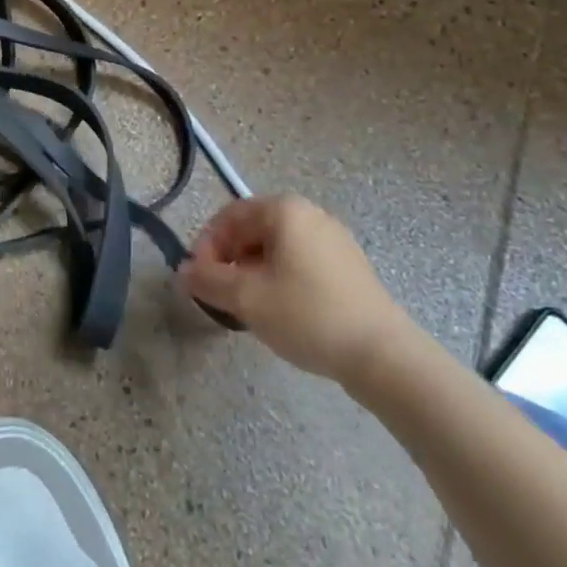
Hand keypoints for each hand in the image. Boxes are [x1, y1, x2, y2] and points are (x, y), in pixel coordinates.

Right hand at [181, 194, 414, 386]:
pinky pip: (301, 262)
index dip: (206, 245)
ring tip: (249, 307)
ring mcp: (334, 240)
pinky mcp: (350, 268)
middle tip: (221, 295)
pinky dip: (281, 279)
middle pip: (253, 230)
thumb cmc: (307, 314)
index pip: (229, 216)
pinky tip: (283, 312)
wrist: (383, 356)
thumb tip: (182, 272)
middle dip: (230, 260)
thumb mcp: (246, 298)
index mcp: (284, 210)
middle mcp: (310, 214)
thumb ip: (207, 280)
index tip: (199, 279)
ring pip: (277, 248)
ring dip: (253, 272)